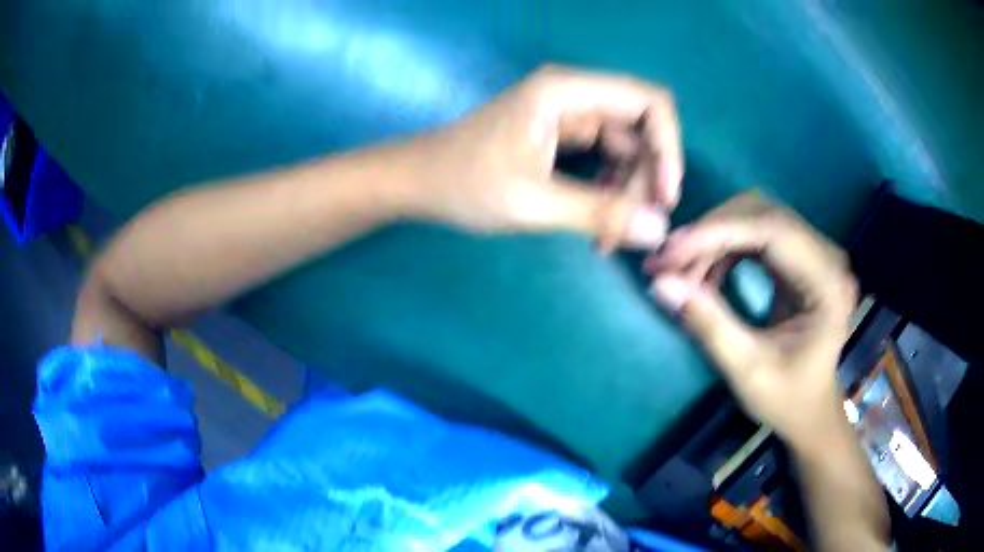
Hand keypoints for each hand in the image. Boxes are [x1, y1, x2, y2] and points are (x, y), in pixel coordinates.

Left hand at [403, 65, 683, 249]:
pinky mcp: (562, 136)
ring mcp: (569, 115)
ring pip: (627, 150)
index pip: (648, 102)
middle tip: (634, 231)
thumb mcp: (531, 203)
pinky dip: (609, 193)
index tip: (664, 197)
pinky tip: (598, 227)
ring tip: (610, 239)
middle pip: (641, 129)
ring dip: (627, 193)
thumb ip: (598, 213)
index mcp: (566, 91)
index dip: (668, 147)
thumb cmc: (464, 184)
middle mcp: (573, 95)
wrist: (418, 182)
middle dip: (646, 180)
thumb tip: (658, 229)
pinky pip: (605, 161)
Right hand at [647, 192, 857, 449]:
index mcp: (827, 283)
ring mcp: (814, 251)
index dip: (717, 233)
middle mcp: (826, 255)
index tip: (669, 255)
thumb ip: (708, 325)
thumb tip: (660, 284)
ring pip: (755, 216)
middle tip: (668, 263)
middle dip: (710, 232)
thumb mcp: (747, 371)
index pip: (772, 230)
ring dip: (713, 238)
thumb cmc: (786, 399)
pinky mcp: (799, 256)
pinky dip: (723, 247)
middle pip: (762, 212)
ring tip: (681, 272)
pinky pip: (755, 232)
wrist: (809, 409)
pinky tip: (705, 274)